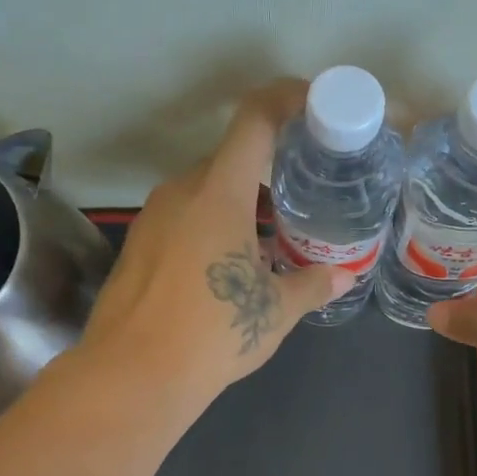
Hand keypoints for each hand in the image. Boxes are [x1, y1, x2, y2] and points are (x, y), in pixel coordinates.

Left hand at [77, 80, 354, 407]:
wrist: (132, 376)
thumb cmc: (213, 334)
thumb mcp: (274, 311)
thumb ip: (312, 285)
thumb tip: (343, 277)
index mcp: (219, 192)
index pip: (254, 120)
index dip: (286, 99)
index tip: (314, 104)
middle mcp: (180, 192)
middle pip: (231, 160)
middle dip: (270, 175)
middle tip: (303, 201)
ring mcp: (153, 218)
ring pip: (206, 192)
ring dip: (241, 206)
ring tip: (271, 243)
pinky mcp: (137, 245)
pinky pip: (184, 218)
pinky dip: (212, 227)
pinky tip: (229, 269)